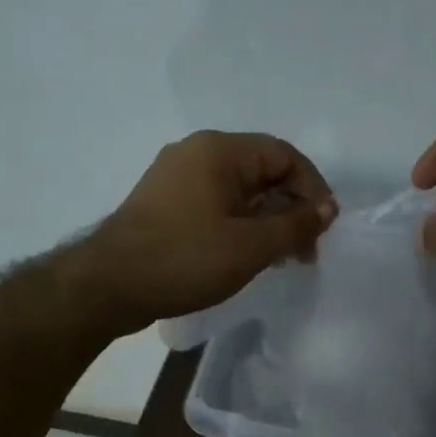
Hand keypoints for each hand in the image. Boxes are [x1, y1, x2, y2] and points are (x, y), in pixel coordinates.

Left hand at [75, 131, 335, 332]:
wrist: (108, 286)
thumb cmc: (185, 259)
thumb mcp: (251, 246)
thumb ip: (296, 224)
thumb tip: (327, 208)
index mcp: (219, 150)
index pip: (284, 155)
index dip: (313, 188)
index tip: (324, 227)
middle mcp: (197, 152)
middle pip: (262, 171)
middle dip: (291, 208)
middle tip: (305, 250)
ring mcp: (177, 177)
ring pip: (240, 190)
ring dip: (268, 220)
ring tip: (281, 258)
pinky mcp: (166, 203)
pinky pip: (217, 203)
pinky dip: (241, 225)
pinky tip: (248, 255)